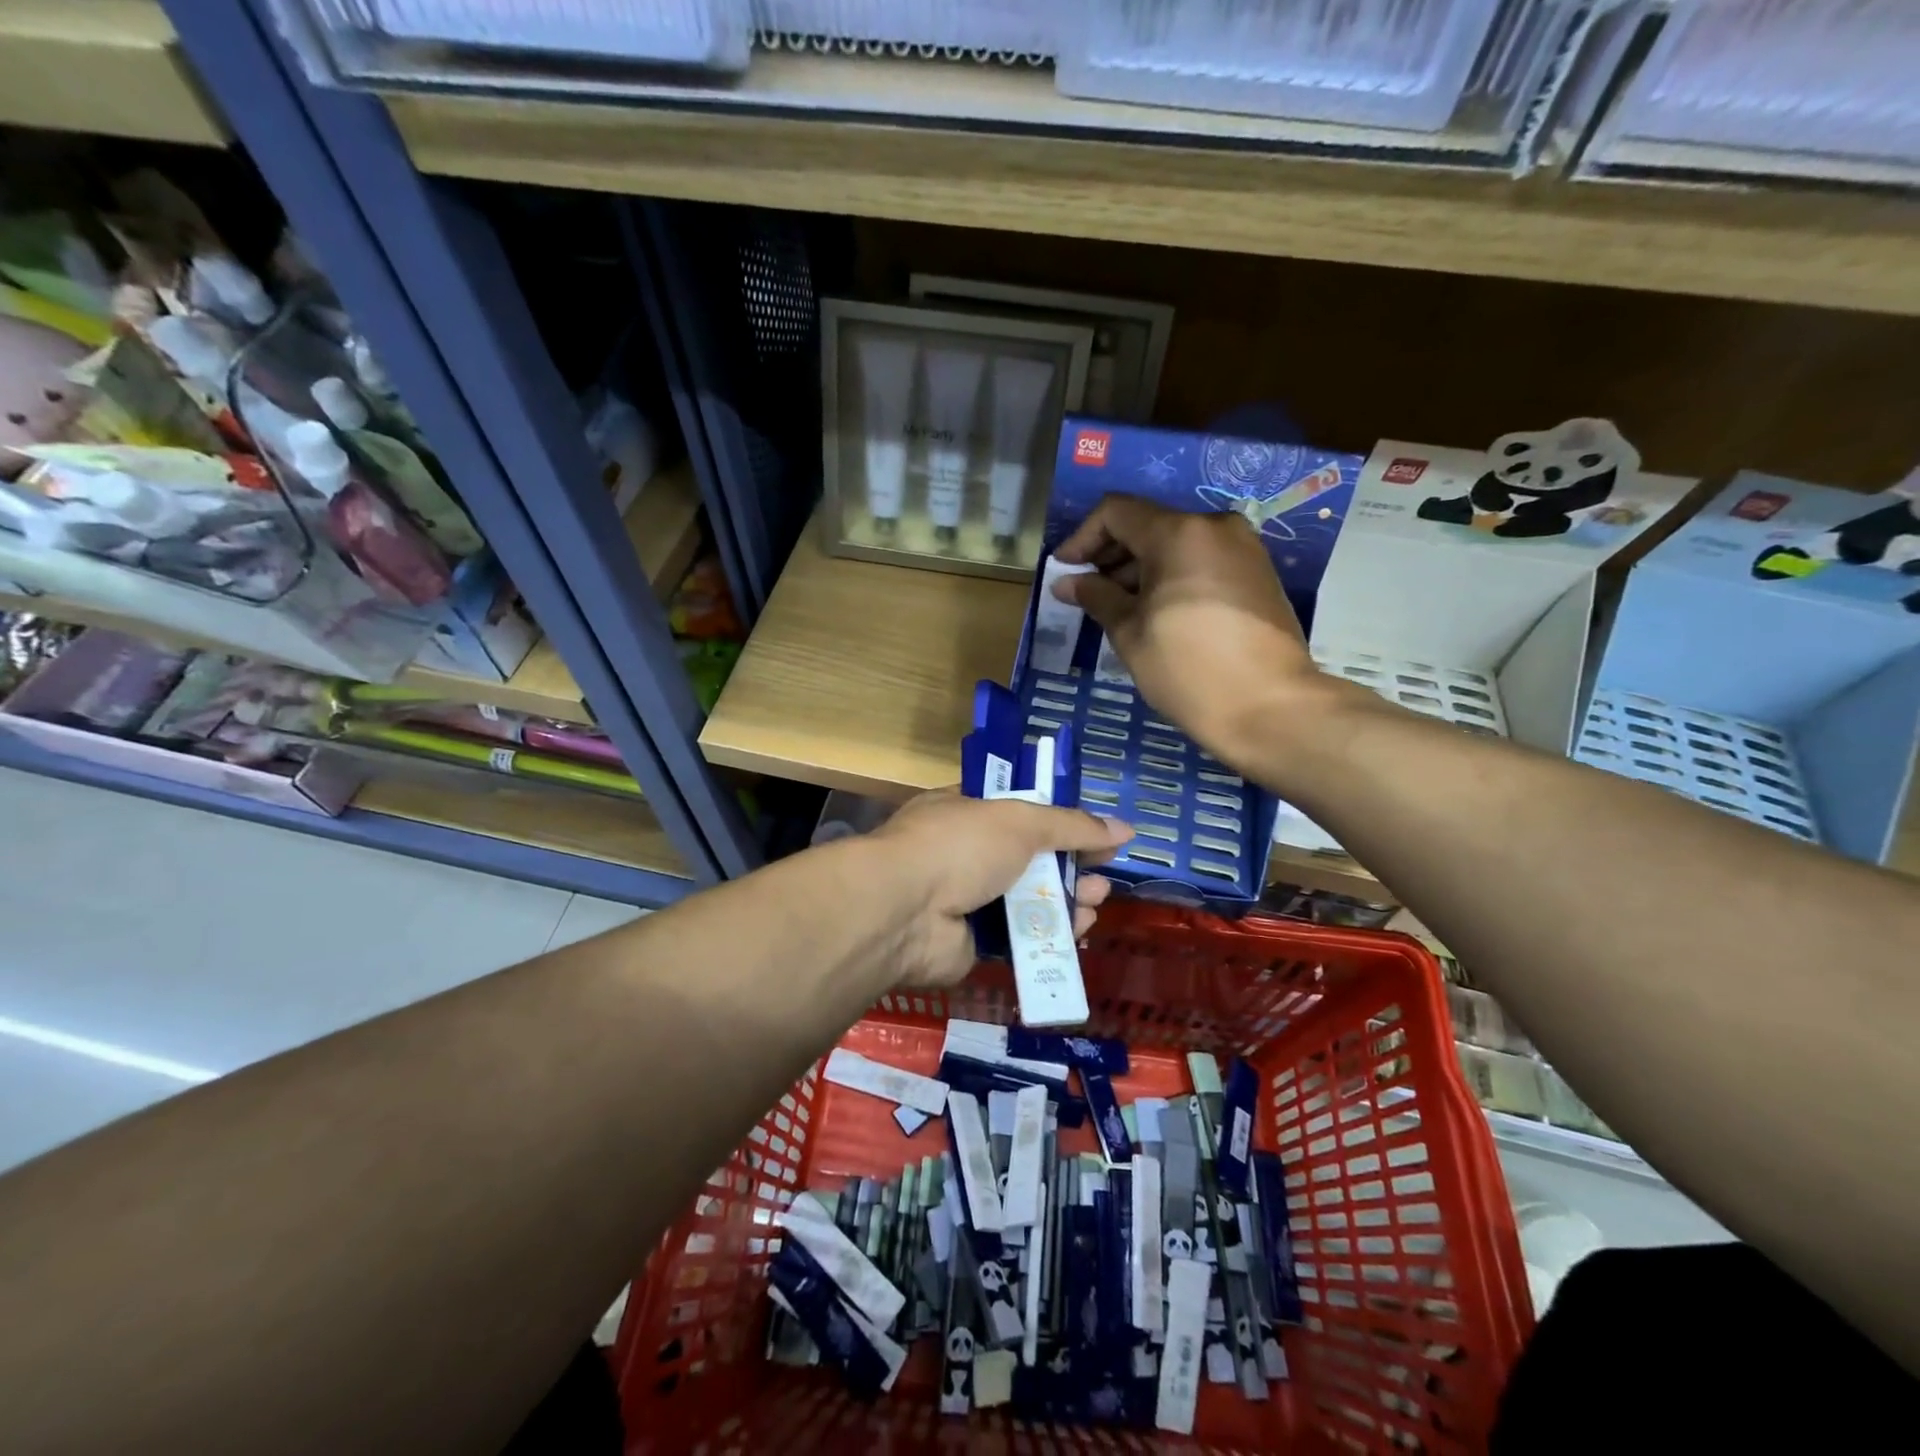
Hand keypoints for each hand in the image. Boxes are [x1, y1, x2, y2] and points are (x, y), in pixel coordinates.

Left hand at [868, 790, 1131, 988]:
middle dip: (1068, 864)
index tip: (1091, 829)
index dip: (1055, 819)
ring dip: (1066, 899)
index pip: (1015, 809)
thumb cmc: (959, 846)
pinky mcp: (971, 942)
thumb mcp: (1020, 821)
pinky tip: (1079, 931)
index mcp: (962, 811)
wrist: (905, 912)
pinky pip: (1019, 937)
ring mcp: (964, 899)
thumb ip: (1071, 825)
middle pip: (1027, 858)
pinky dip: (1049, 935)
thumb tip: (1124, 828)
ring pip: (1026, 899)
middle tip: (1104, 871)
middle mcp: (962, 853)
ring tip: (1098, 900)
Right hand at [1053, 495, 1322, 771]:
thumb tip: (1067, 582)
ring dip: (1140, 569)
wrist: (1271, 708)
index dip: (1082, 537)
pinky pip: (1202, 562)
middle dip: (1111, 555)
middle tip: (1087, 594)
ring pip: (1177, 544)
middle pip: (1149, 524)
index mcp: (1179, 533)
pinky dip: (1172, 577)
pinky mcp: (1258, 575)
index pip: (1117, 512)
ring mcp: (1243, 549)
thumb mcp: (1130, 633)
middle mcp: (1215, 528)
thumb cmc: (1188, 668)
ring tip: (1118, 609)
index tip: (1064, 571)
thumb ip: (1097, 597)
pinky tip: (1156, 614)